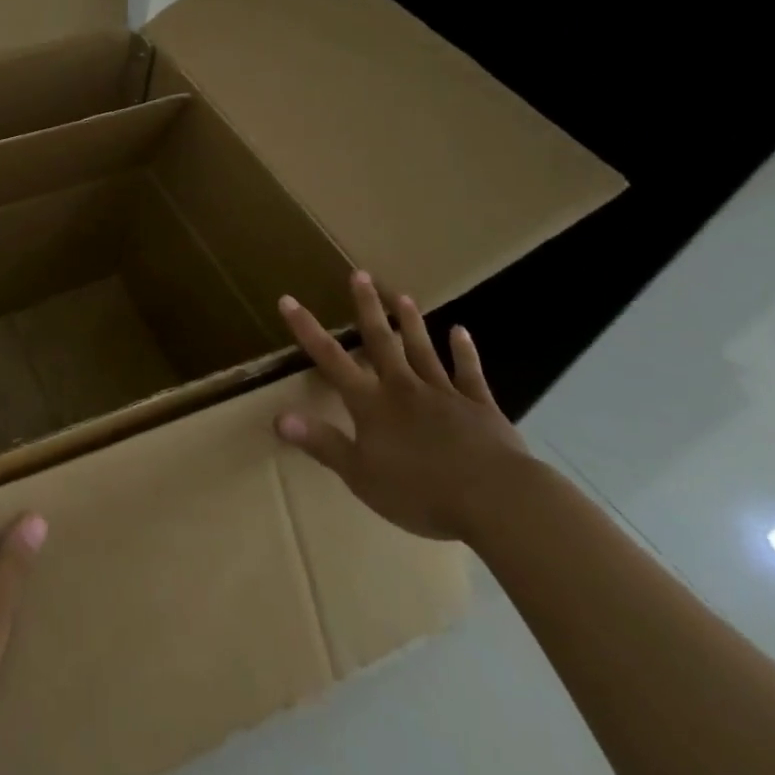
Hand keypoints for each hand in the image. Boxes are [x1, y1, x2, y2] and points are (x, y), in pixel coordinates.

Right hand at [274, 271, 530, 541]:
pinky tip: (461, 331)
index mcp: (372, 404)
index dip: (307, 330)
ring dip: (411, 322)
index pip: (331, 359)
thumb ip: (321, 443)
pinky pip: (469, 373)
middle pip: (381, 341)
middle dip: (368, 308)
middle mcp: (403, 388)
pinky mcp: (480, 407)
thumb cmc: (421, 491)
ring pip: (422, 350)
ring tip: (402, 296)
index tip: (289, 300)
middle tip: (360, 274)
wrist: (496, 499)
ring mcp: (444, 394)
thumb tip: (278, 417)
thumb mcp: (360, 475)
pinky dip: (464, 351)